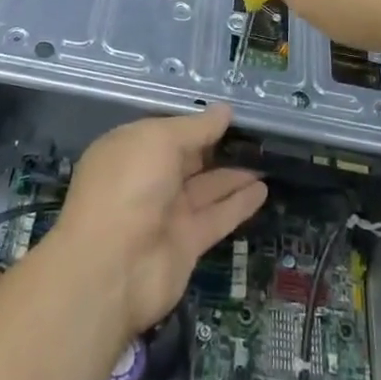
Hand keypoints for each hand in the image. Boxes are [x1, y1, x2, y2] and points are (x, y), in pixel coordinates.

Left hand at [52, 104, 266, 334]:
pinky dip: (239, 203)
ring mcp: (166, 213)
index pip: (168, 131)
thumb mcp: (160, 141)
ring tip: (269, 157)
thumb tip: (224, 111)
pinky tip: (263, 189)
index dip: (198, 122)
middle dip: (219, 146)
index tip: (231, 113)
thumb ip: (196, 127)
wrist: (112, 269)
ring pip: (206, 187)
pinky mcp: (186, 243)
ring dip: (235, 174)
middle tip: (258, 133)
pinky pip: (216, 216)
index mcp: (130, 149)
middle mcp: (147, 180)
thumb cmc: (129, 186)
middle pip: (189, 159)